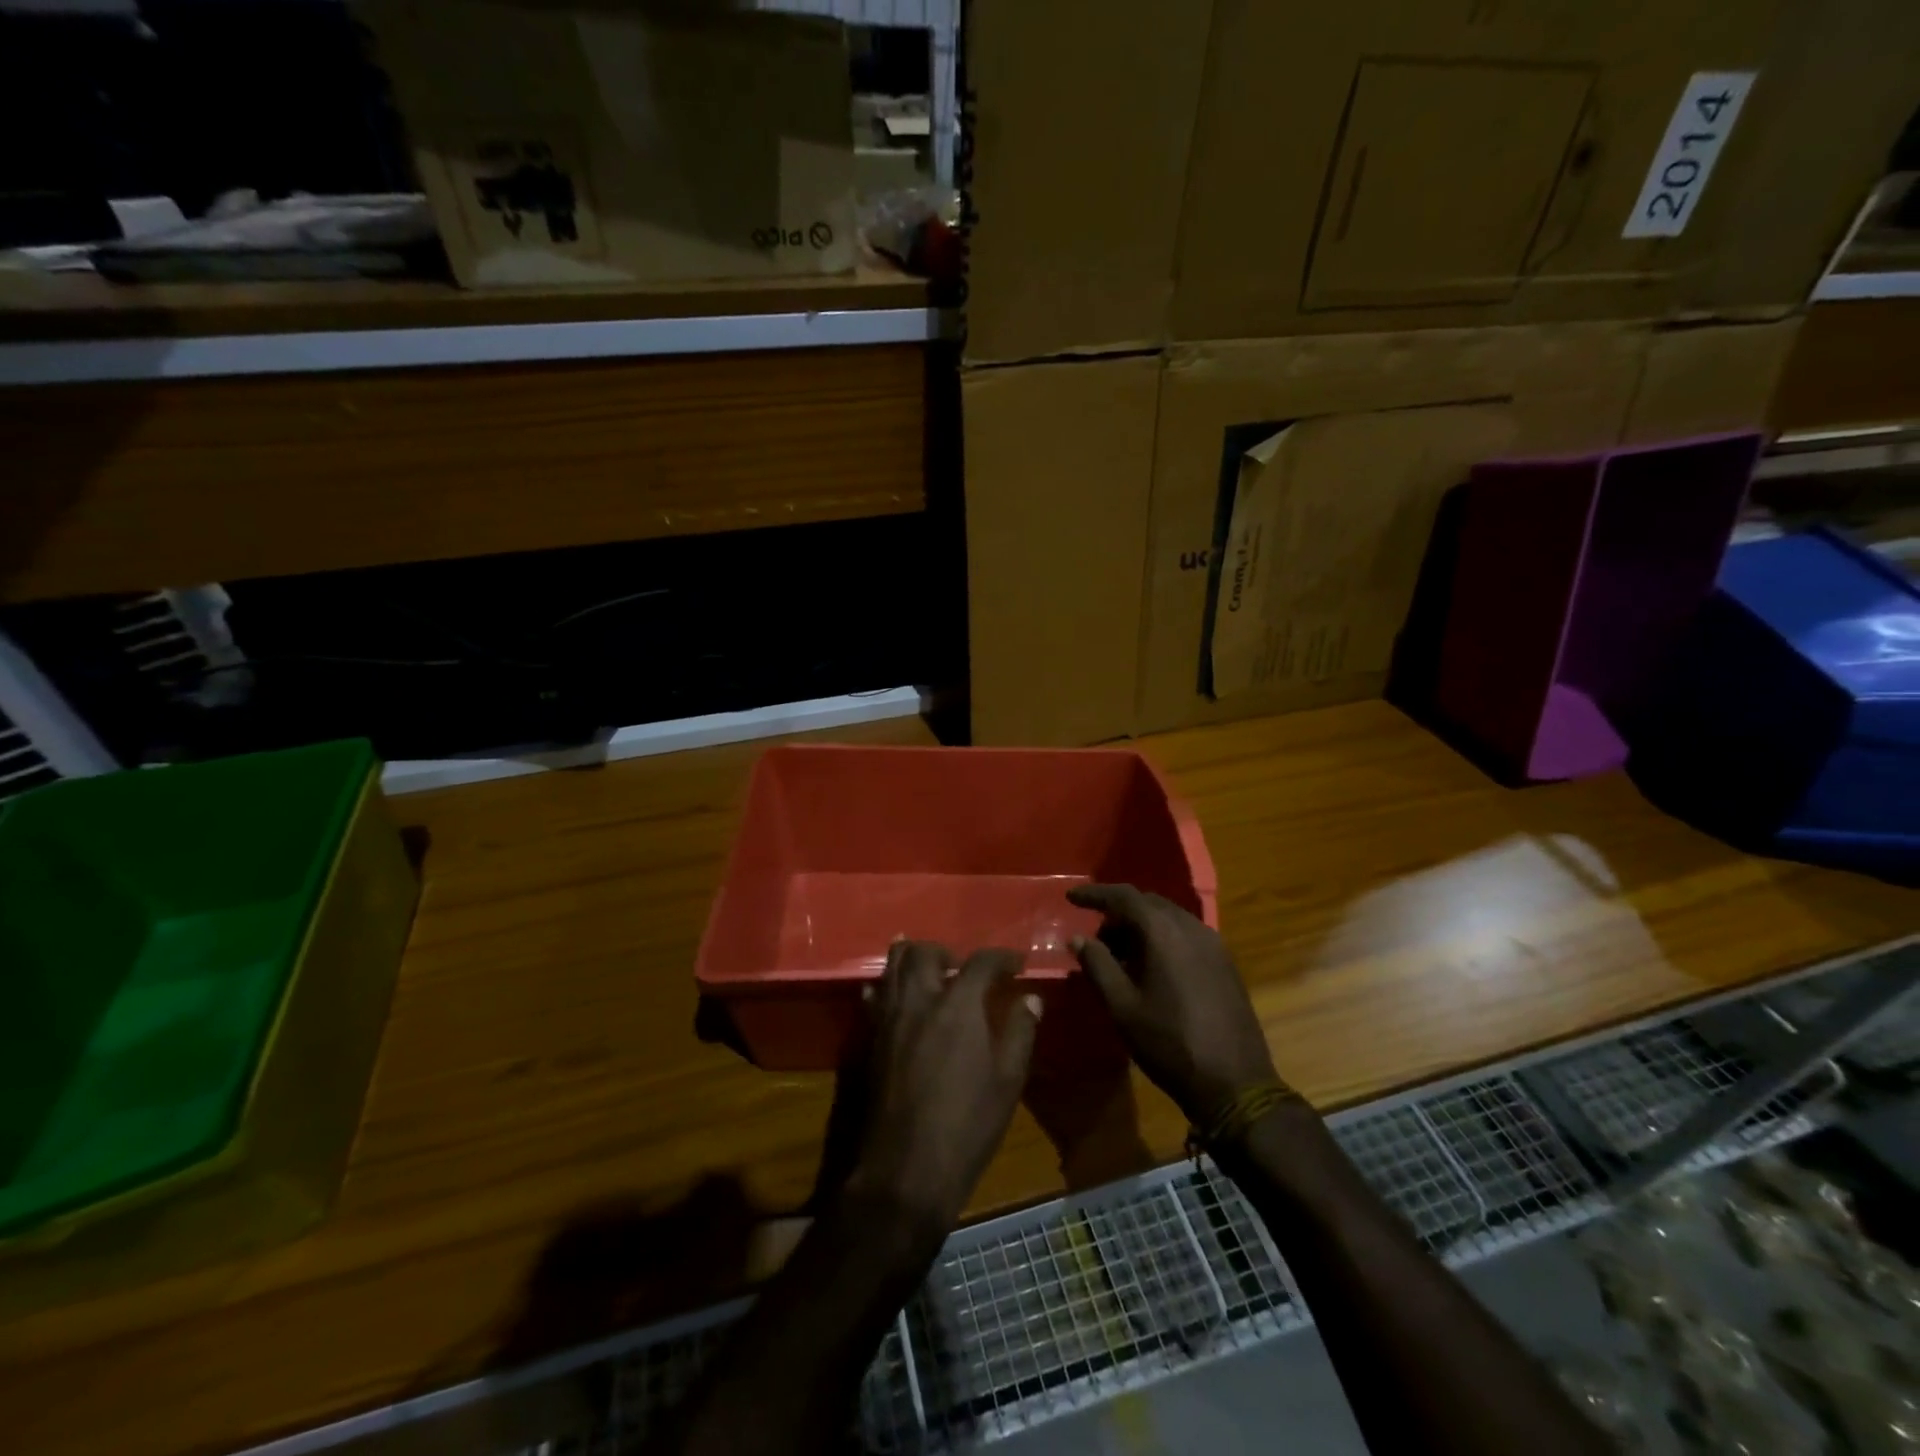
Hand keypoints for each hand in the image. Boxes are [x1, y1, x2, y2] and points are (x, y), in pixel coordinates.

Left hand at [849, 941, 1040, 1240]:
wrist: (907, 1167)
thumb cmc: (967, 1124)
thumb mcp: (1007, 1079)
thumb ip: (1020, 1031)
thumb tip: (1030, 999)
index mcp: (958, 1004)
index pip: (981, 962)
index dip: (1002, 958)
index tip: (1016, 964)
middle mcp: (919, 999)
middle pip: (925, 952)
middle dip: (948, 951)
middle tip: (964, 968)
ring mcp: (890, 1017)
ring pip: (893, 966)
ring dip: (914, 958)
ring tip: (932, 971)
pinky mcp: (872, 1037)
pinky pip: (876, 995)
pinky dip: (889, 986)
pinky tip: (901, 997)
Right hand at [1068, 884, 1277, 1125]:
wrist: (1236, 1084)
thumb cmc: (1170, 1044)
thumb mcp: (1123, 1007)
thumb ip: (1098, 966)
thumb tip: (1078, 938)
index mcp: (1164, 933)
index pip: (1125, 896)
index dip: (1095, 894)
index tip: (1071, 897)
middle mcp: (1192, 927)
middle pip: (1149, 903)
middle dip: (1118, 913)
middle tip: (1095, 939)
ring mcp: (1214, 944)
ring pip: (1169, 918)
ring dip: (1141, 927)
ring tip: (1120, 957)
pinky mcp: (1226, 963)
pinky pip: (1187, 935)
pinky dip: (1163, 939)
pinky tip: (1152, 968)